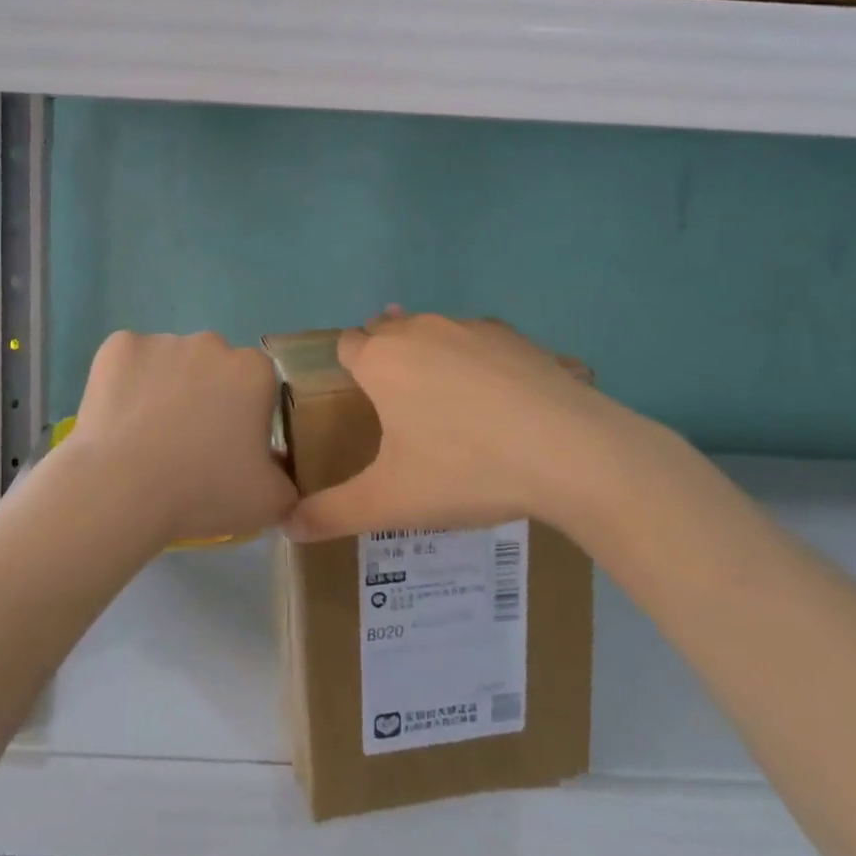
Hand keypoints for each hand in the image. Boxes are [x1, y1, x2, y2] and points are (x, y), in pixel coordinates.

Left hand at [64, 330, 297, 547]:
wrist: (121, 489)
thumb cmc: (202, 491)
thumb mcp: (269, 502)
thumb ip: (288, 482)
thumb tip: (279, 471)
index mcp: (254, 371)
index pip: (257, 385)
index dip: (244, 416)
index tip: (228, 448)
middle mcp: (211, 343)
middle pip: (214, 368)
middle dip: (206, 396)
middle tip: (188, 445)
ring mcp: (162, 340)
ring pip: (171, 363)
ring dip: (166, 389)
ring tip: (146, 437)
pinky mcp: (118, 345)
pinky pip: (129, 362)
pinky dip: (125, 383)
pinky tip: (118, 419)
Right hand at [284, 311, 677, 541]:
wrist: (570, 452)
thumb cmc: (465, 469)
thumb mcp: (391, 502)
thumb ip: (332, 513)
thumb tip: (286, 527)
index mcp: (382, 360)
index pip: (346, 346)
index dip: (348, 372)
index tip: (362, 406)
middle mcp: (420, 330)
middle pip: (387, 332)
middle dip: (386, 361)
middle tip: (402, 413)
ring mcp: (470, 328)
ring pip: (434, 333)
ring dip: (431, 358)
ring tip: (450, 409)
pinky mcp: (516, 336)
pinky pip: (480, 342)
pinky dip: (478, 362)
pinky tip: (500, 404)